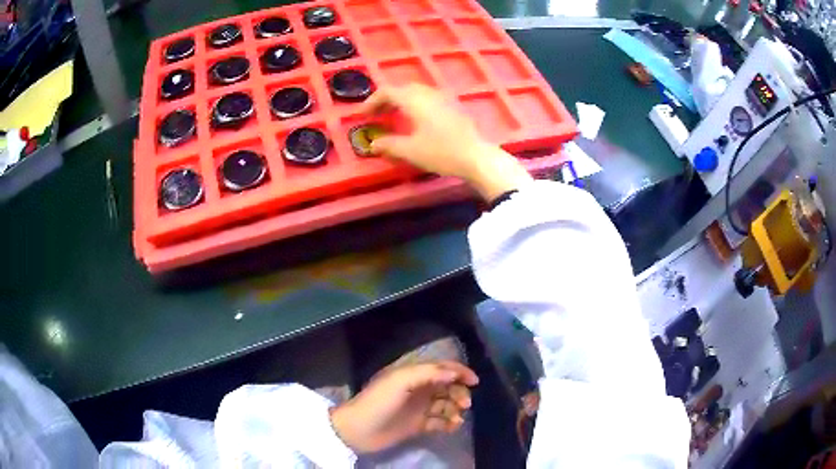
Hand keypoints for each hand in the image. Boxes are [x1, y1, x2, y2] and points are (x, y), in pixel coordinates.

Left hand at [330, 361, 478, 452]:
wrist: (358, 430)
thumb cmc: (378, 402)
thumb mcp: (400, 381)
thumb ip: (428, 373)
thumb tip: (454, 372)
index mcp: (413, 375)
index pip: (441, 368)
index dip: (459, 372)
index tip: (475, 381)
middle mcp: (418, 389)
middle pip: (447, 387)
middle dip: (459, 393)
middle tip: (464, 404)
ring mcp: (419, 408)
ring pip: (446, 405)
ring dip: (455, 410)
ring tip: (456, 419)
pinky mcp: (418, 425)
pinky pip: (440, 422)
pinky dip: (449, 423)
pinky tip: (453, 427)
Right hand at [361, 84, 532, 200]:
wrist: (477, 157)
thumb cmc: (441, 152)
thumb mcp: (411, 150)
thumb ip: (389, 145)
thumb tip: (373, 144)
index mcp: (415, 100)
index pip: (388, 92)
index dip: (372, 101)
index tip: (363, 114)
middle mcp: (428, 94)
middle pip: (403, 89)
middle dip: (387, 100)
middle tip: (377, 115)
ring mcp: (443, 98)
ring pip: (417, 92)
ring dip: (402, 101)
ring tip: (395, 117)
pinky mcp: (453, 106)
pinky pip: (428, 99)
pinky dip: (416, 104)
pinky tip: (417, 120)